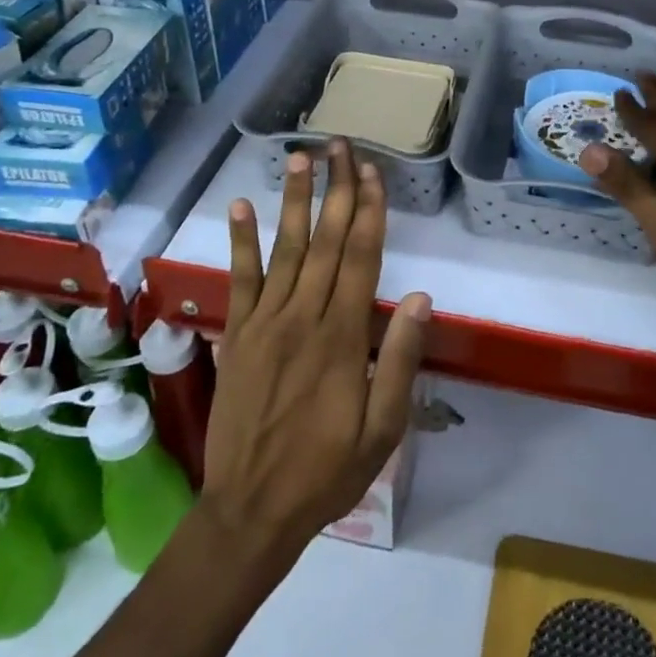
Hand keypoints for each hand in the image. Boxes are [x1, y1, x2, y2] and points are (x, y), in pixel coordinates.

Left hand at [199, 141, 430, 570]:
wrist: (251, 511)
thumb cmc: (327, 470)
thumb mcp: (382, 429)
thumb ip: (399, 359)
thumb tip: (418, 297)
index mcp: (343, 336)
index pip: (361, 257)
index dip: (369, 210)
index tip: (372, 172)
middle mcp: (304, 316)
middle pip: (326, 240)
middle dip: (336, 189)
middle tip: (340, 145)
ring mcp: (265, 322)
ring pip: (285, 249)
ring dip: (294, 200)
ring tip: (299, 158)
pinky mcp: (237, 335)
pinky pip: (239, 280)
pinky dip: (241, 242)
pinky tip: (242, 207)